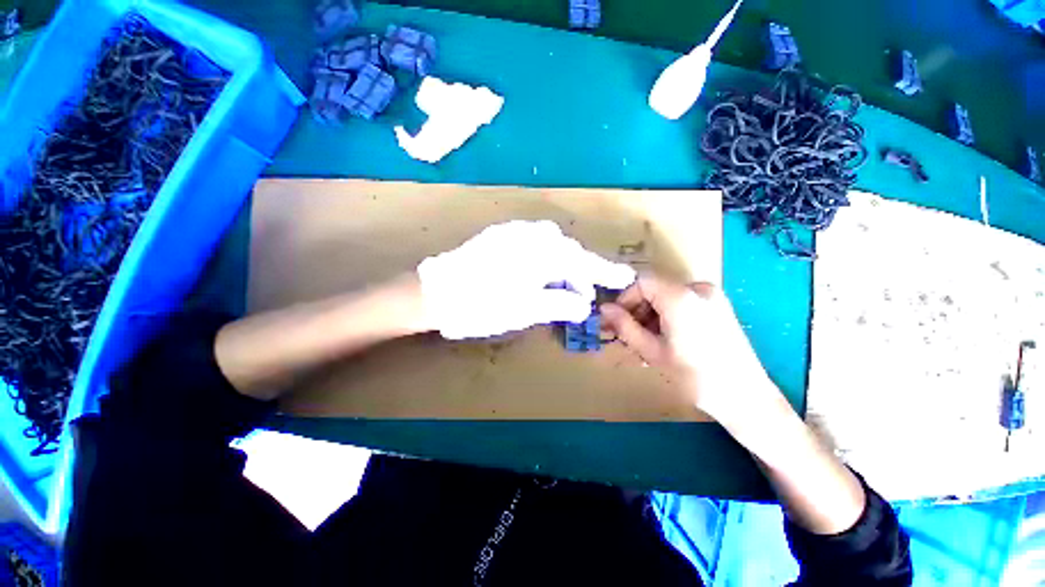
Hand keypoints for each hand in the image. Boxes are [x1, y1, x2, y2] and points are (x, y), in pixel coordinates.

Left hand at [417, 221, 635, 339]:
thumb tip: (584, 303)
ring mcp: (514, 232)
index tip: (624, 278)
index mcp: (541, 252)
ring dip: (561, 264)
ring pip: (551, 245)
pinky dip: (544, 257)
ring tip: (560, 286)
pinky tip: (538, 272)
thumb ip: (560, 303)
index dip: (604, 272)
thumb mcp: (526, 310)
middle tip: (581, 294)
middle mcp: (531, 235)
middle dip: (579, 272)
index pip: (583, 262)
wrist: (436, 292)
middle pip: (568, 251)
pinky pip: (533, 242)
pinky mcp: (500, 236)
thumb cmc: (482, 305)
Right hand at [599, 276, 773, 421]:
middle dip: (636, 312)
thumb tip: (604, 309)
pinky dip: (666, 319)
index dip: (624, 299)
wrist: (746, 398)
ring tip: (642, 345)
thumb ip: (624, 326)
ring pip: (666, 299)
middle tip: (625, 336)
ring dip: (649, 318)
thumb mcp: (652, 351)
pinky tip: (662, 342)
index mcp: (681, 296)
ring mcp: (711, 297)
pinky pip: (682, 305)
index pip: (641, 282)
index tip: (615, 322)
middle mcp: (698, 289)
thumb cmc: (695, 377)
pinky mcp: (718, 308)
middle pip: (654, 290)